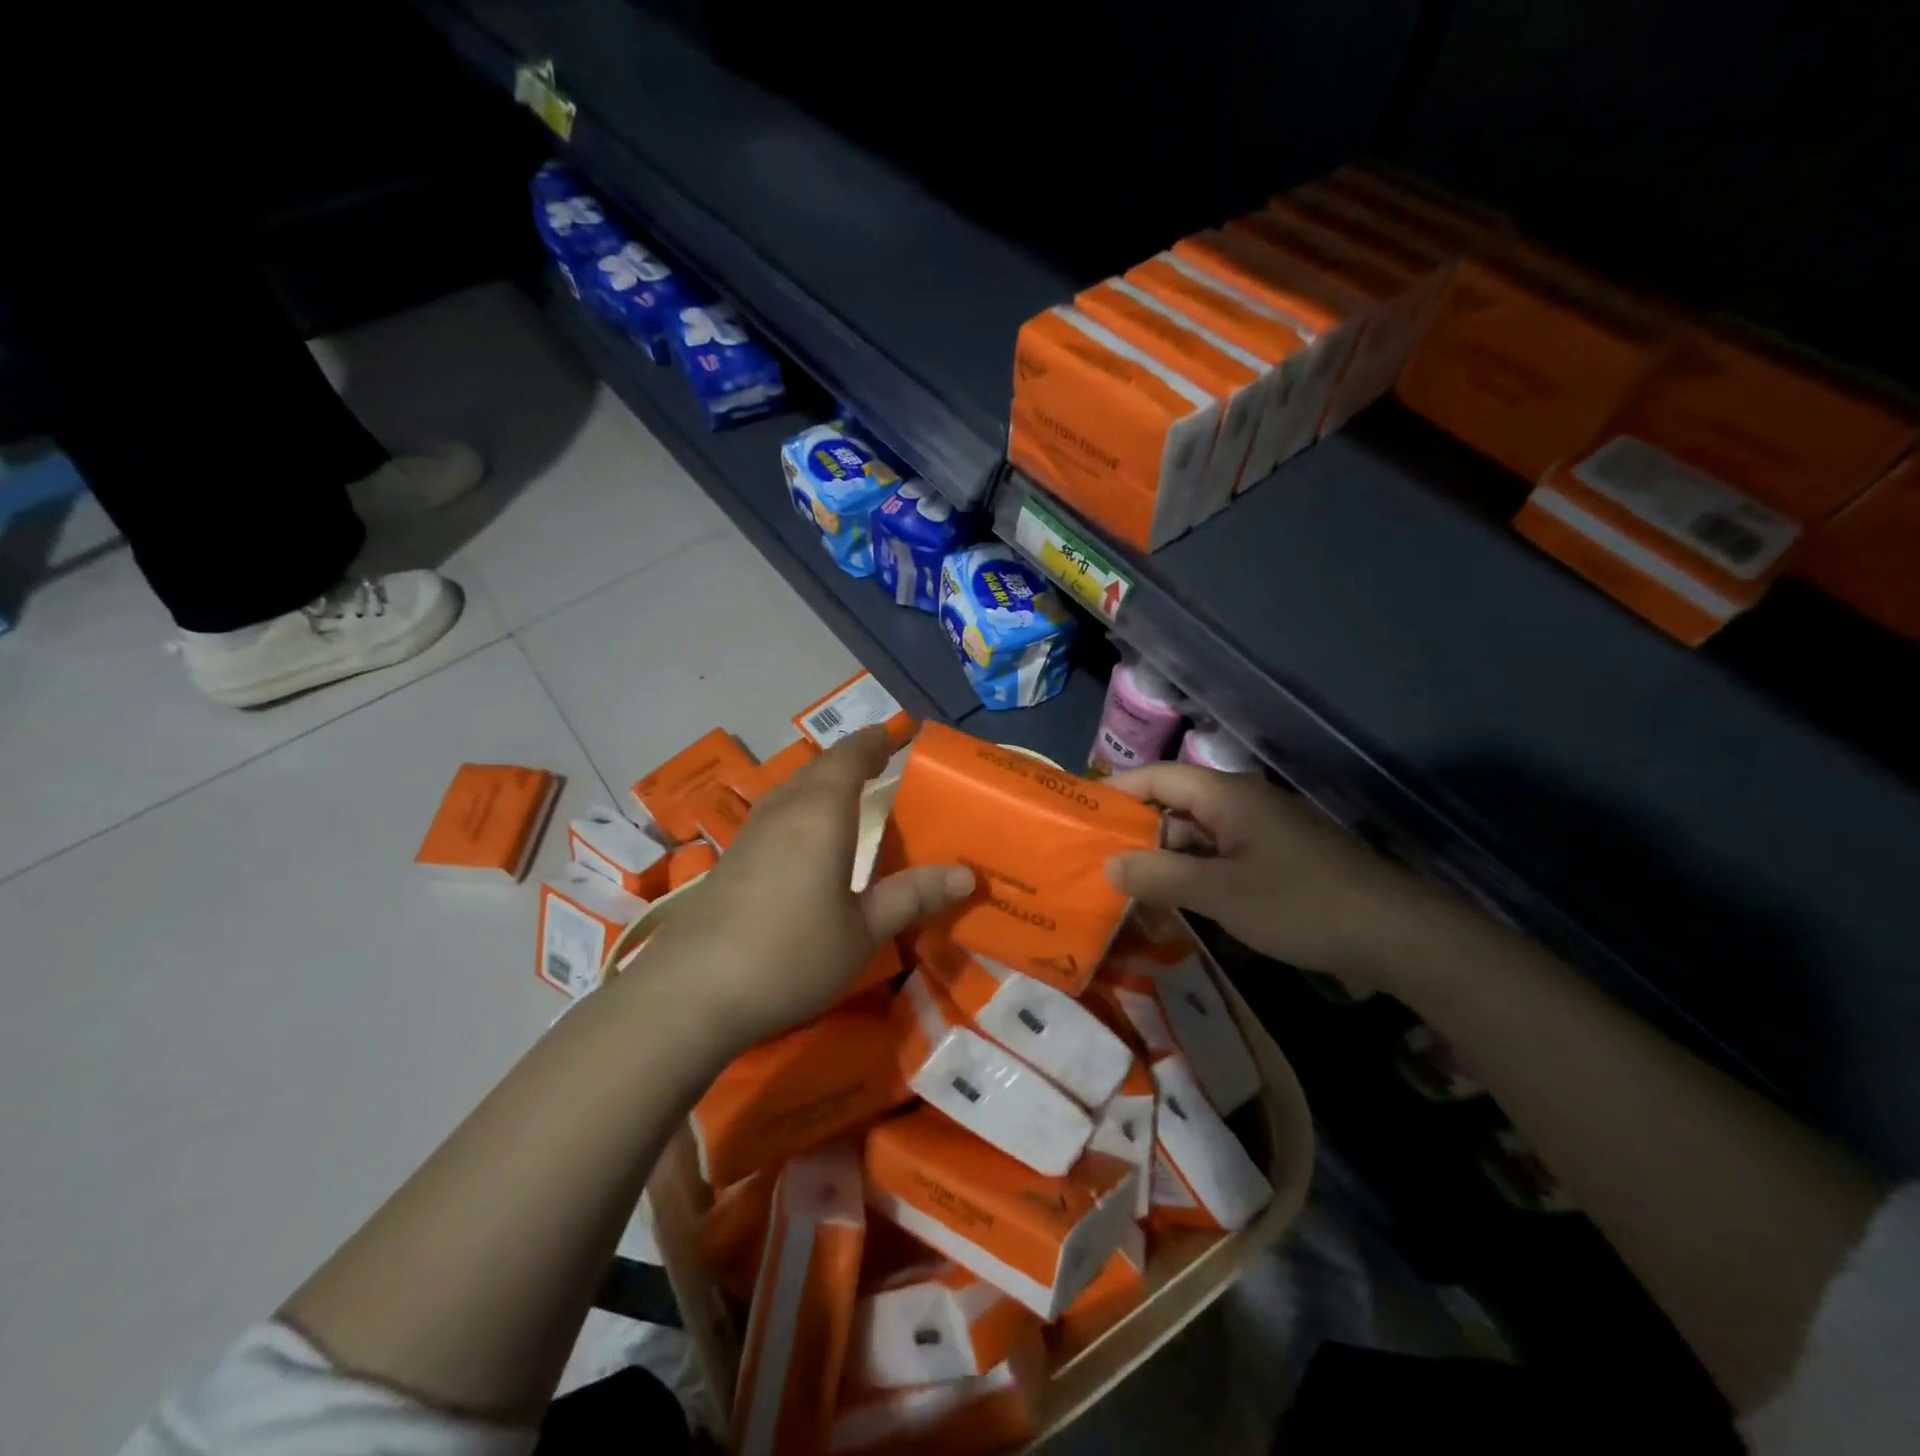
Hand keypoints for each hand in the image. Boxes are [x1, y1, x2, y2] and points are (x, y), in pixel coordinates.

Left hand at [637, 725, 972, 1048]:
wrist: (692, 993)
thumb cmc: (791, 954)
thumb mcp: (863, 931)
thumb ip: (912, 896)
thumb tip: (967, 875)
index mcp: (820, 813)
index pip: (850, 758)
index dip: (874, 742)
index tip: (895, 733)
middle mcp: (784, 811)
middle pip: (819, 768)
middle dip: (851, 758)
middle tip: (879, 759)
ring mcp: (750, 834)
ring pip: (793, 788)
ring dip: (822, 780)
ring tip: (848, 790)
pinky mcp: (730, 860)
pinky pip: (776, 813)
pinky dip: (801, 806)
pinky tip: (804, 835)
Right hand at [1104, 763, 1446, 986]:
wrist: (1397, 935)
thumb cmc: (1301, 903)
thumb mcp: (1220, 893)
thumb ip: (1160, 877)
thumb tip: (1108, 866)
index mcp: (1227, 796)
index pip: (1157, 777)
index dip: (1116, 791)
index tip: (1079, 814)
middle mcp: (1241, 805)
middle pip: (1174, 806)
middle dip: (1134, 832)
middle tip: (1092, 859)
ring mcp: (1261, 834)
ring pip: (1196, 837)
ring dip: (1163, 859)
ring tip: (1120, 885)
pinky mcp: (1275, 862)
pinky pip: (1219, 859)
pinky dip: (1192, 875)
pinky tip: (1171, 902)